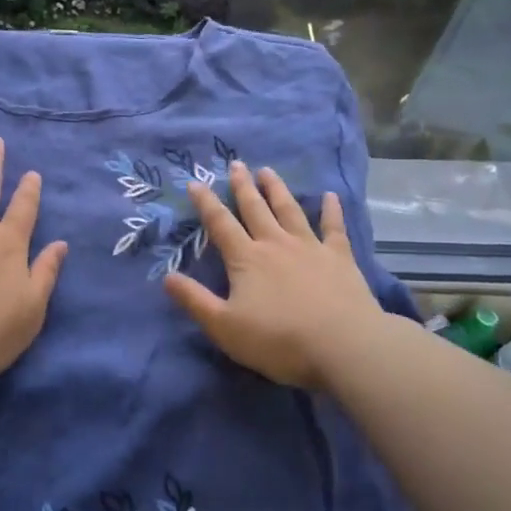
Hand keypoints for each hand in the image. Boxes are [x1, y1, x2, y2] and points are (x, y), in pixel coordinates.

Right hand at [164, 162, 383, 391]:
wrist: (343, 345)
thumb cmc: (278, 340)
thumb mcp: (224, 326)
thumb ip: (194, 300)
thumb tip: (167, 277)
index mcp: (246, 259)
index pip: (220, 224)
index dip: (205, 203)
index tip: (195, 182)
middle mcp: (276, 244)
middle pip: (255, 209)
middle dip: (242, 186)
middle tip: (236, 164)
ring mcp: (310, 248)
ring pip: (289, 210)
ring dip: (277, 189)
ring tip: (267, 171)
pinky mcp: (340, 258)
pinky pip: (334, 227)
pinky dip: (332, 210)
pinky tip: (331, 196)